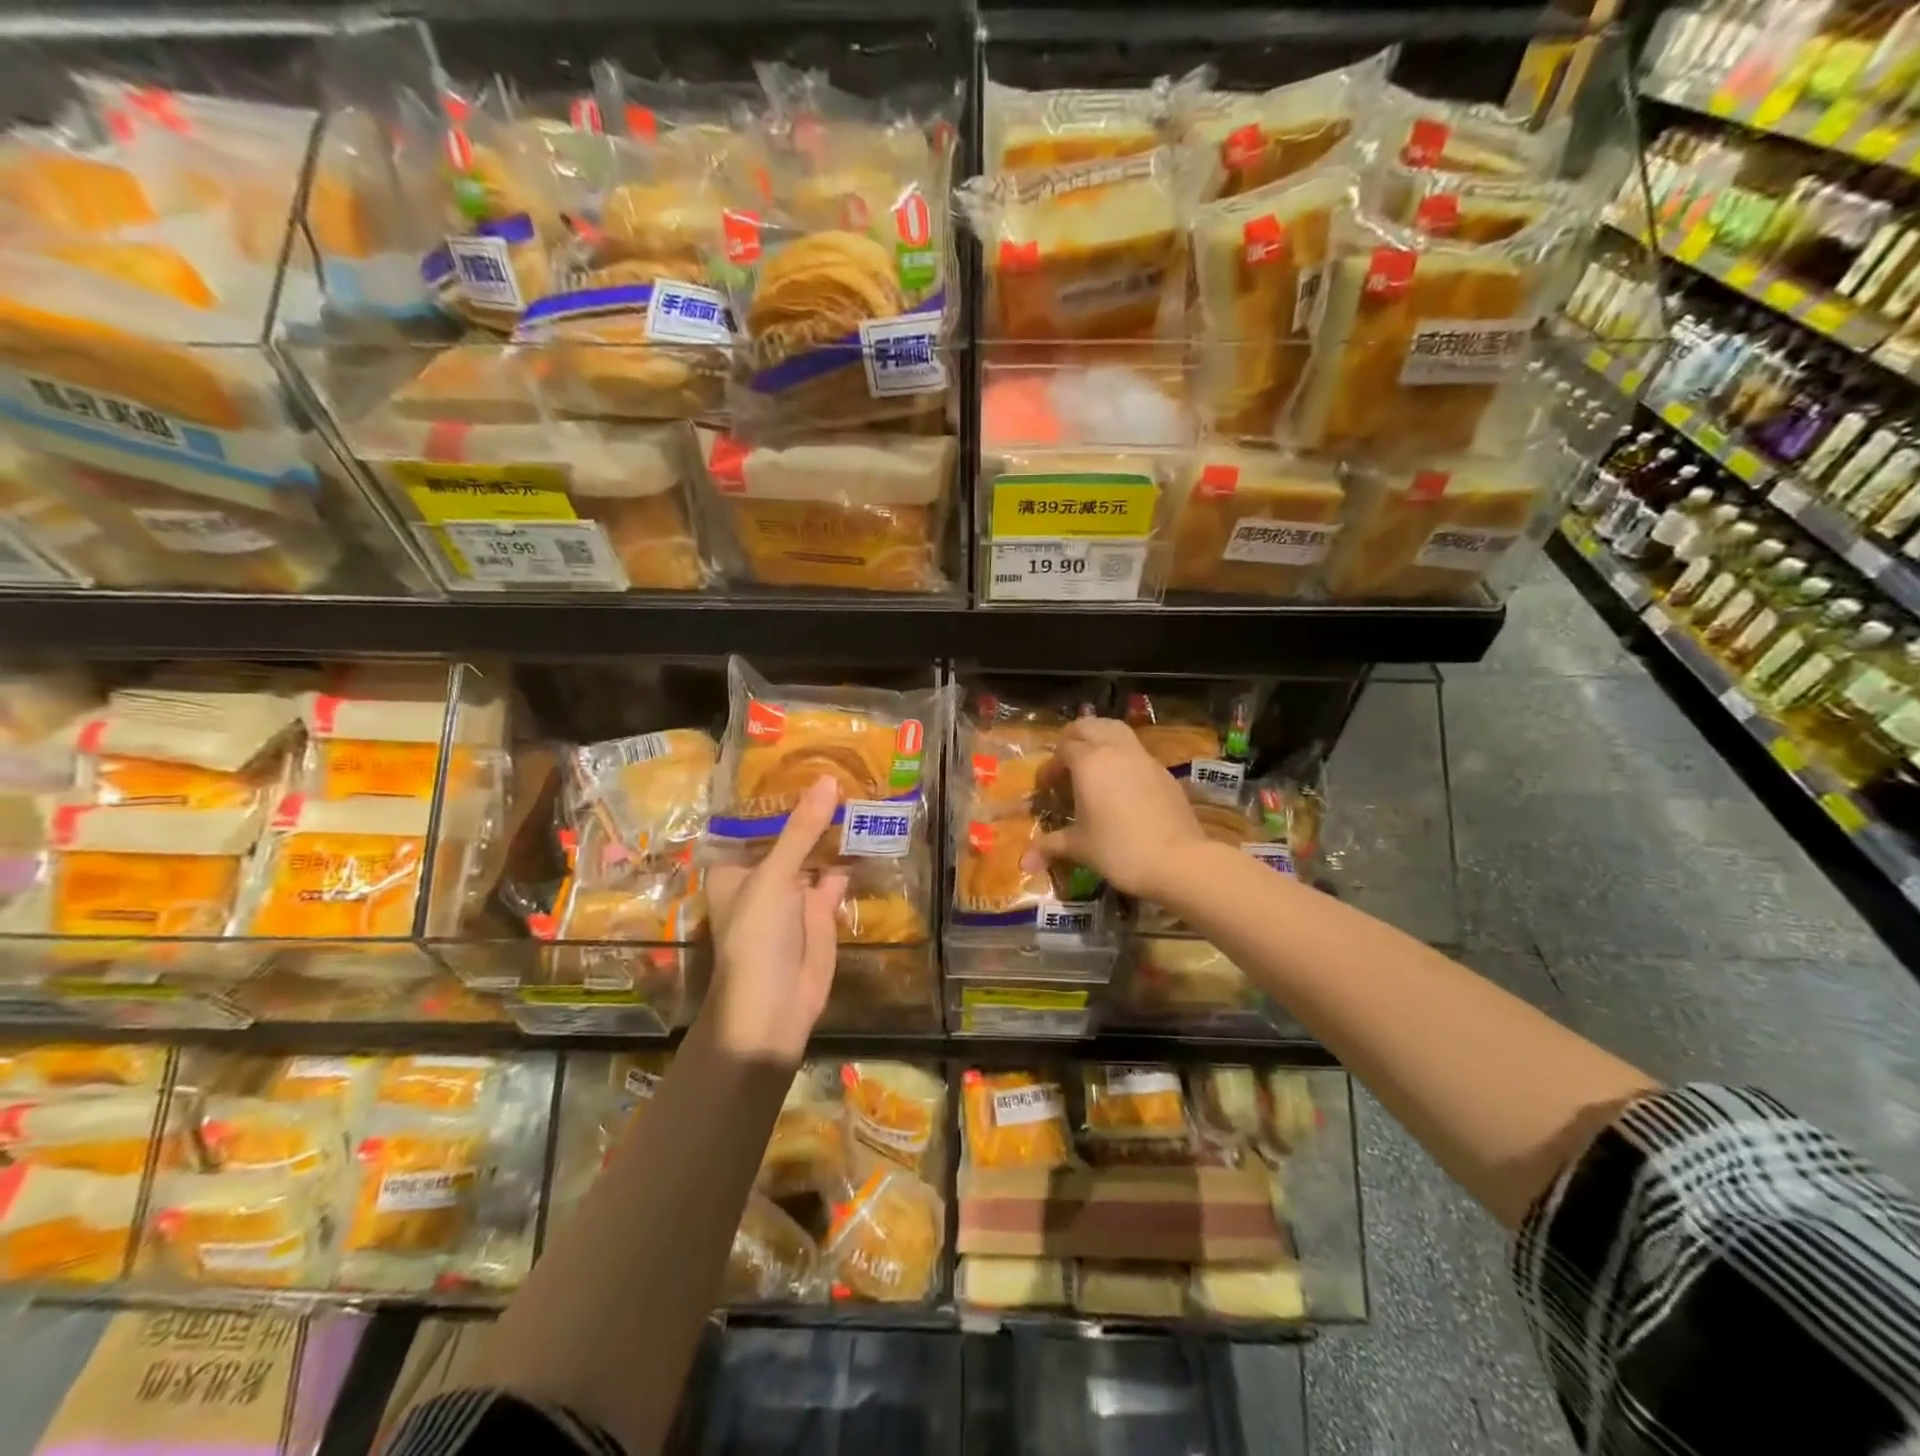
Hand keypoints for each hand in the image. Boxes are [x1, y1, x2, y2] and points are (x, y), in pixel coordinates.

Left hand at [703, 776, 848, 1065]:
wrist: (774, 1007)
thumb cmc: (756, 937)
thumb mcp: (774, 877)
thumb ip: (801, 830)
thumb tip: (827, 780)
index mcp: (735, 866)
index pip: (752, 819)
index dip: (773, 792)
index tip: (799, 755)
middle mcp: (763, 874)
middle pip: (788, 832)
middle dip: (810, 806)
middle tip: (842, 762)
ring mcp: (794, 891)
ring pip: (815, 850)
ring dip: (834, 827)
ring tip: (861, 785)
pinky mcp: (822, 908)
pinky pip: (838, 873)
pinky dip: (853, 855)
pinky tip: (872, 828)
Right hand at [1024, 717, 1209, 899]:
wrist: (1178, 860)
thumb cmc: (1119, 849)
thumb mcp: (1079, 847)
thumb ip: (1050, 846)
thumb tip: (1024, 862)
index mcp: (1089, 762)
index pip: (1063, 749)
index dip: (1051, 766)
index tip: (1047, 789)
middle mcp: (1115, 750)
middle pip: (1089, 726)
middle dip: (1072, 739)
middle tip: (1065, 764)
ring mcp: (1143, 758)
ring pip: (1116, 730)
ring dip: (1100, 738)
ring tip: (1092, 763)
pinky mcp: (1163, 772)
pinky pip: (1136, 751)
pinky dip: (1122, 756)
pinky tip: (1121, 784)